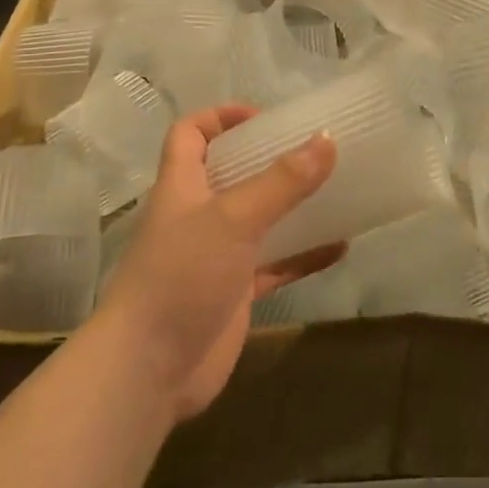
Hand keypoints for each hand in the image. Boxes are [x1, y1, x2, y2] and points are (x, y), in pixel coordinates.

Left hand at [95, 106, 340, 420]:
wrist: (148, 371)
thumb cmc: (182, 276)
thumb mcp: (234, 218)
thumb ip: (282, 181)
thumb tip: (327, 138)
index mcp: (183, 185)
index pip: (190, 134)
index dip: (221, 116)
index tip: (265, 118)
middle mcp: (198, 215)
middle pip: (231, 173)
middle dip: (269, 159)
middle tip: (313, 150)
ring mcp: (217, 256)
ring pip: (259, 219)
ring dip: (292, 206)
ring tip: (335, 190)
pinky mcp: (234, 293)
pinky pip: (276, 265)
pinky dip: (304, 255)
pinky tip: (340, 247)